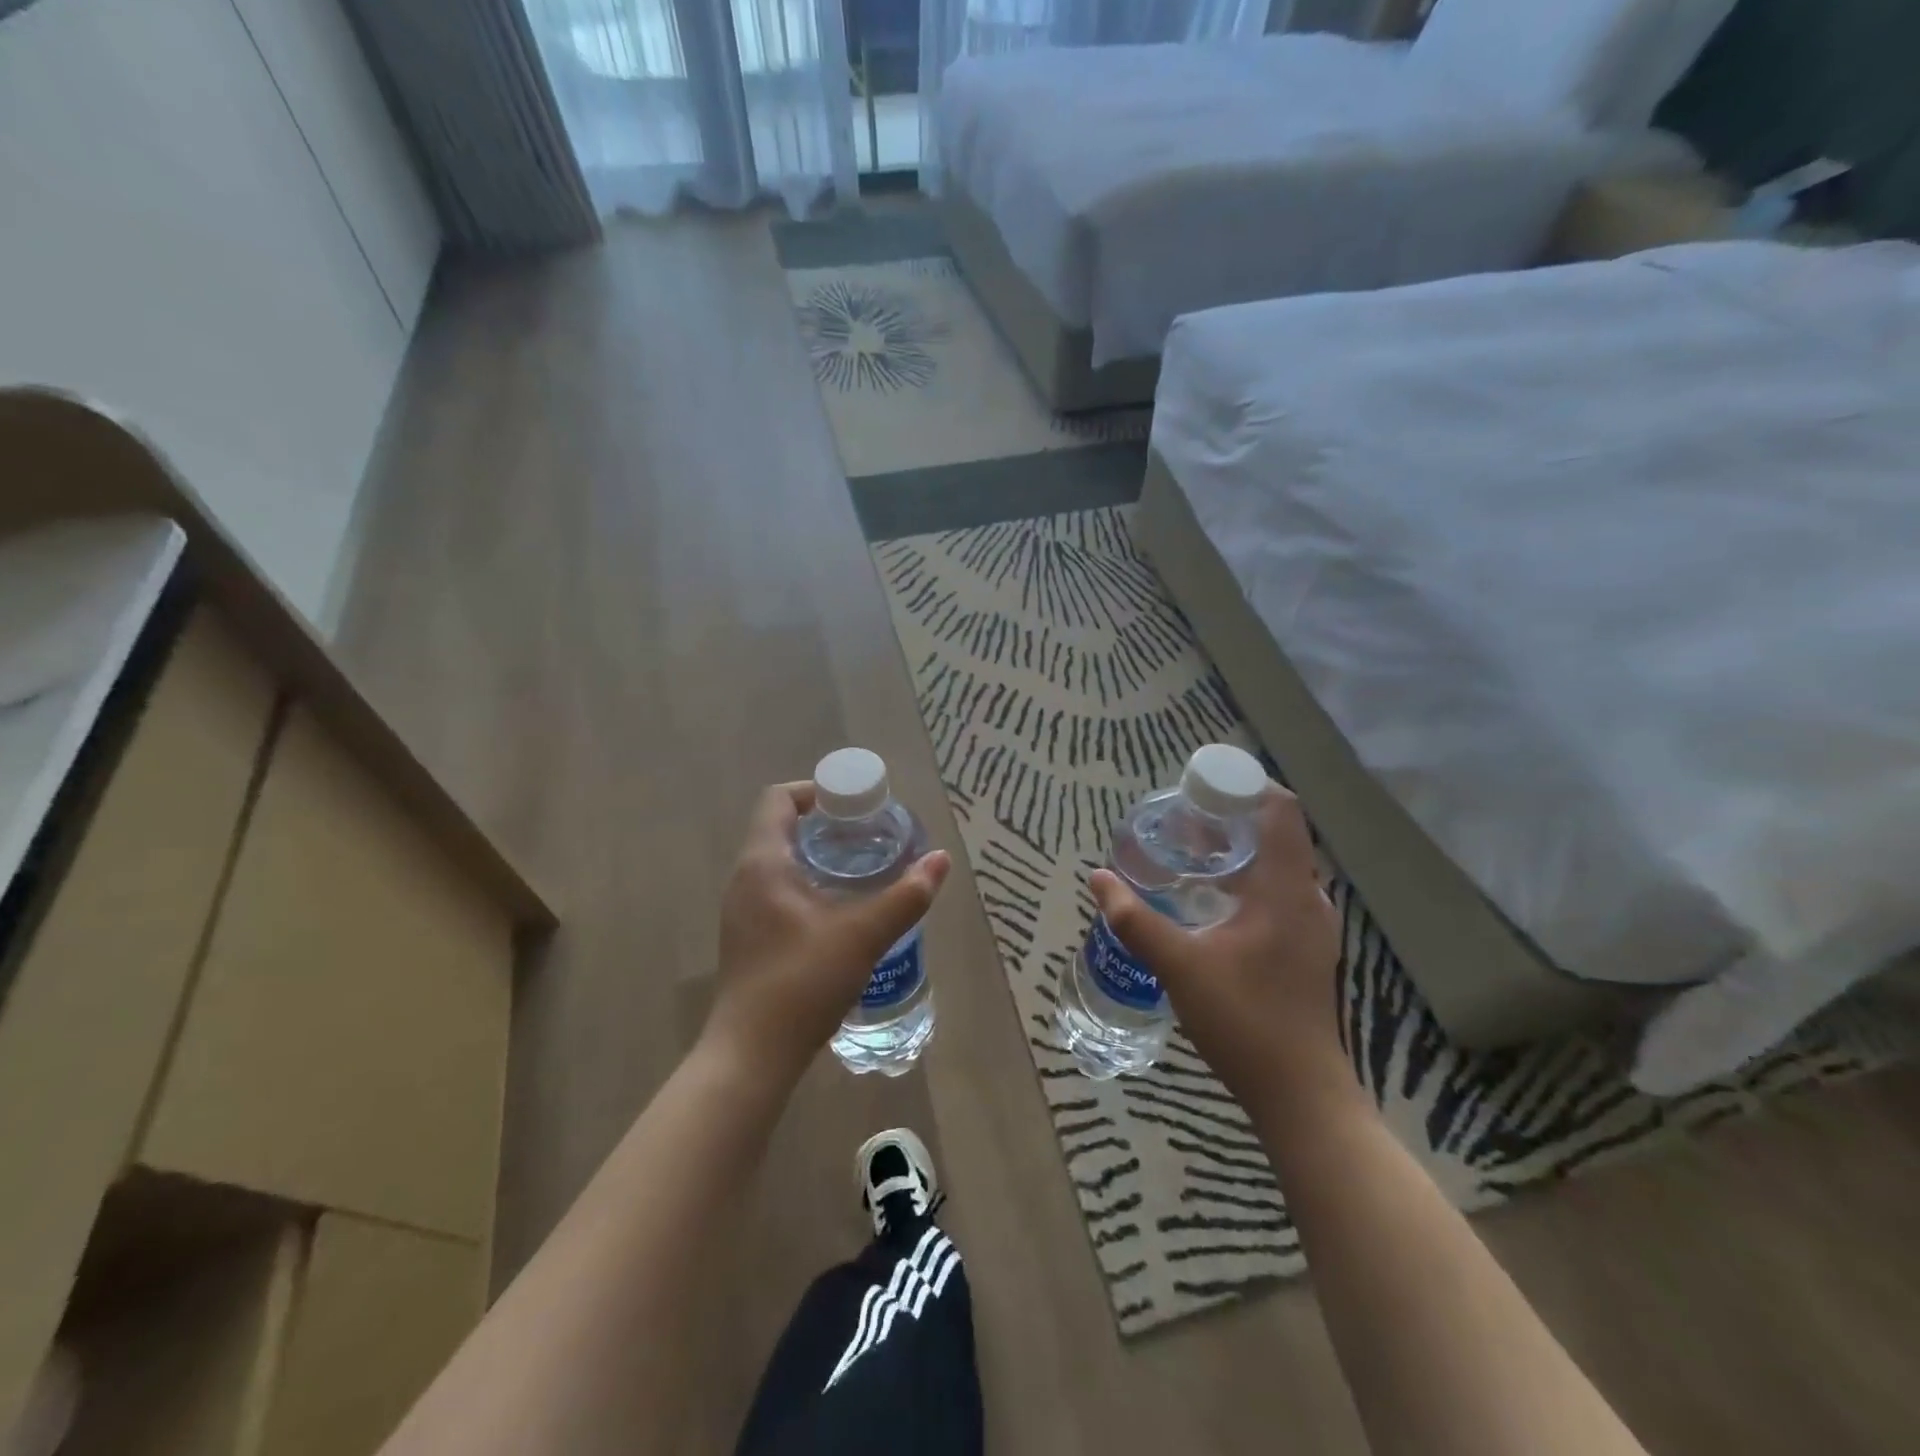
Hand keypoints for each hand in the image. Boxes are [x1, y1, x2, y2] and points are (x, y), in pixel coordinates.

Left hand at [705, 782, 950, 1085]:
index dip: (815, 792)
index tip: (854, 806)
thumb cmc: (802, 983)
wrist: (751, 1055)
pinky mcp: (748, 937)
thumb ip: (905, 896)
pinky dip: (807, 883)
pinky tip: (840, 910)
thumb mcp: (863, 936)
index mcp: (763, 864)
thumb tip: (940, 860)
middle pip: (780, 828)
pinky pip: (776, 890)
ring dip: (817, 856)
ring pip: (779, 862)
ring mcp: (742, 911)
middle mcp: (745, 879)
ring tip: (861, 869)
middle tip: (869, 836)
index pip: (778, 799)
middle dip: (825, 825)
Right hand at [1090, 786, 1349, 1107]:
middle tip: (1183, 818)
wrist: (1300, 1093)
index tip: (1202, 785)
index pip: (1281, 810)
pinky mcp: (1308, 947)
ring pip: (1279, 863)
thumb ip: (1135, 920)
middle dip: (1232, 817)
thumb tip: (1098, 878)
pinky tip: (1214, 898)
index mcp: (1286, 889)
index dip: (1246, 786)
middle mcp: (1308, 897)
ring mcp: (1313, 925)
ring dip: (1239, 849)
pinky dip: (1249, 877)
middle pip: (1277, 832)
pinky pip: (1281, 890)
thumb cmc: (1244, 1020)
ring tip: (1192, 850)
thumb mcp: (1179, 966)